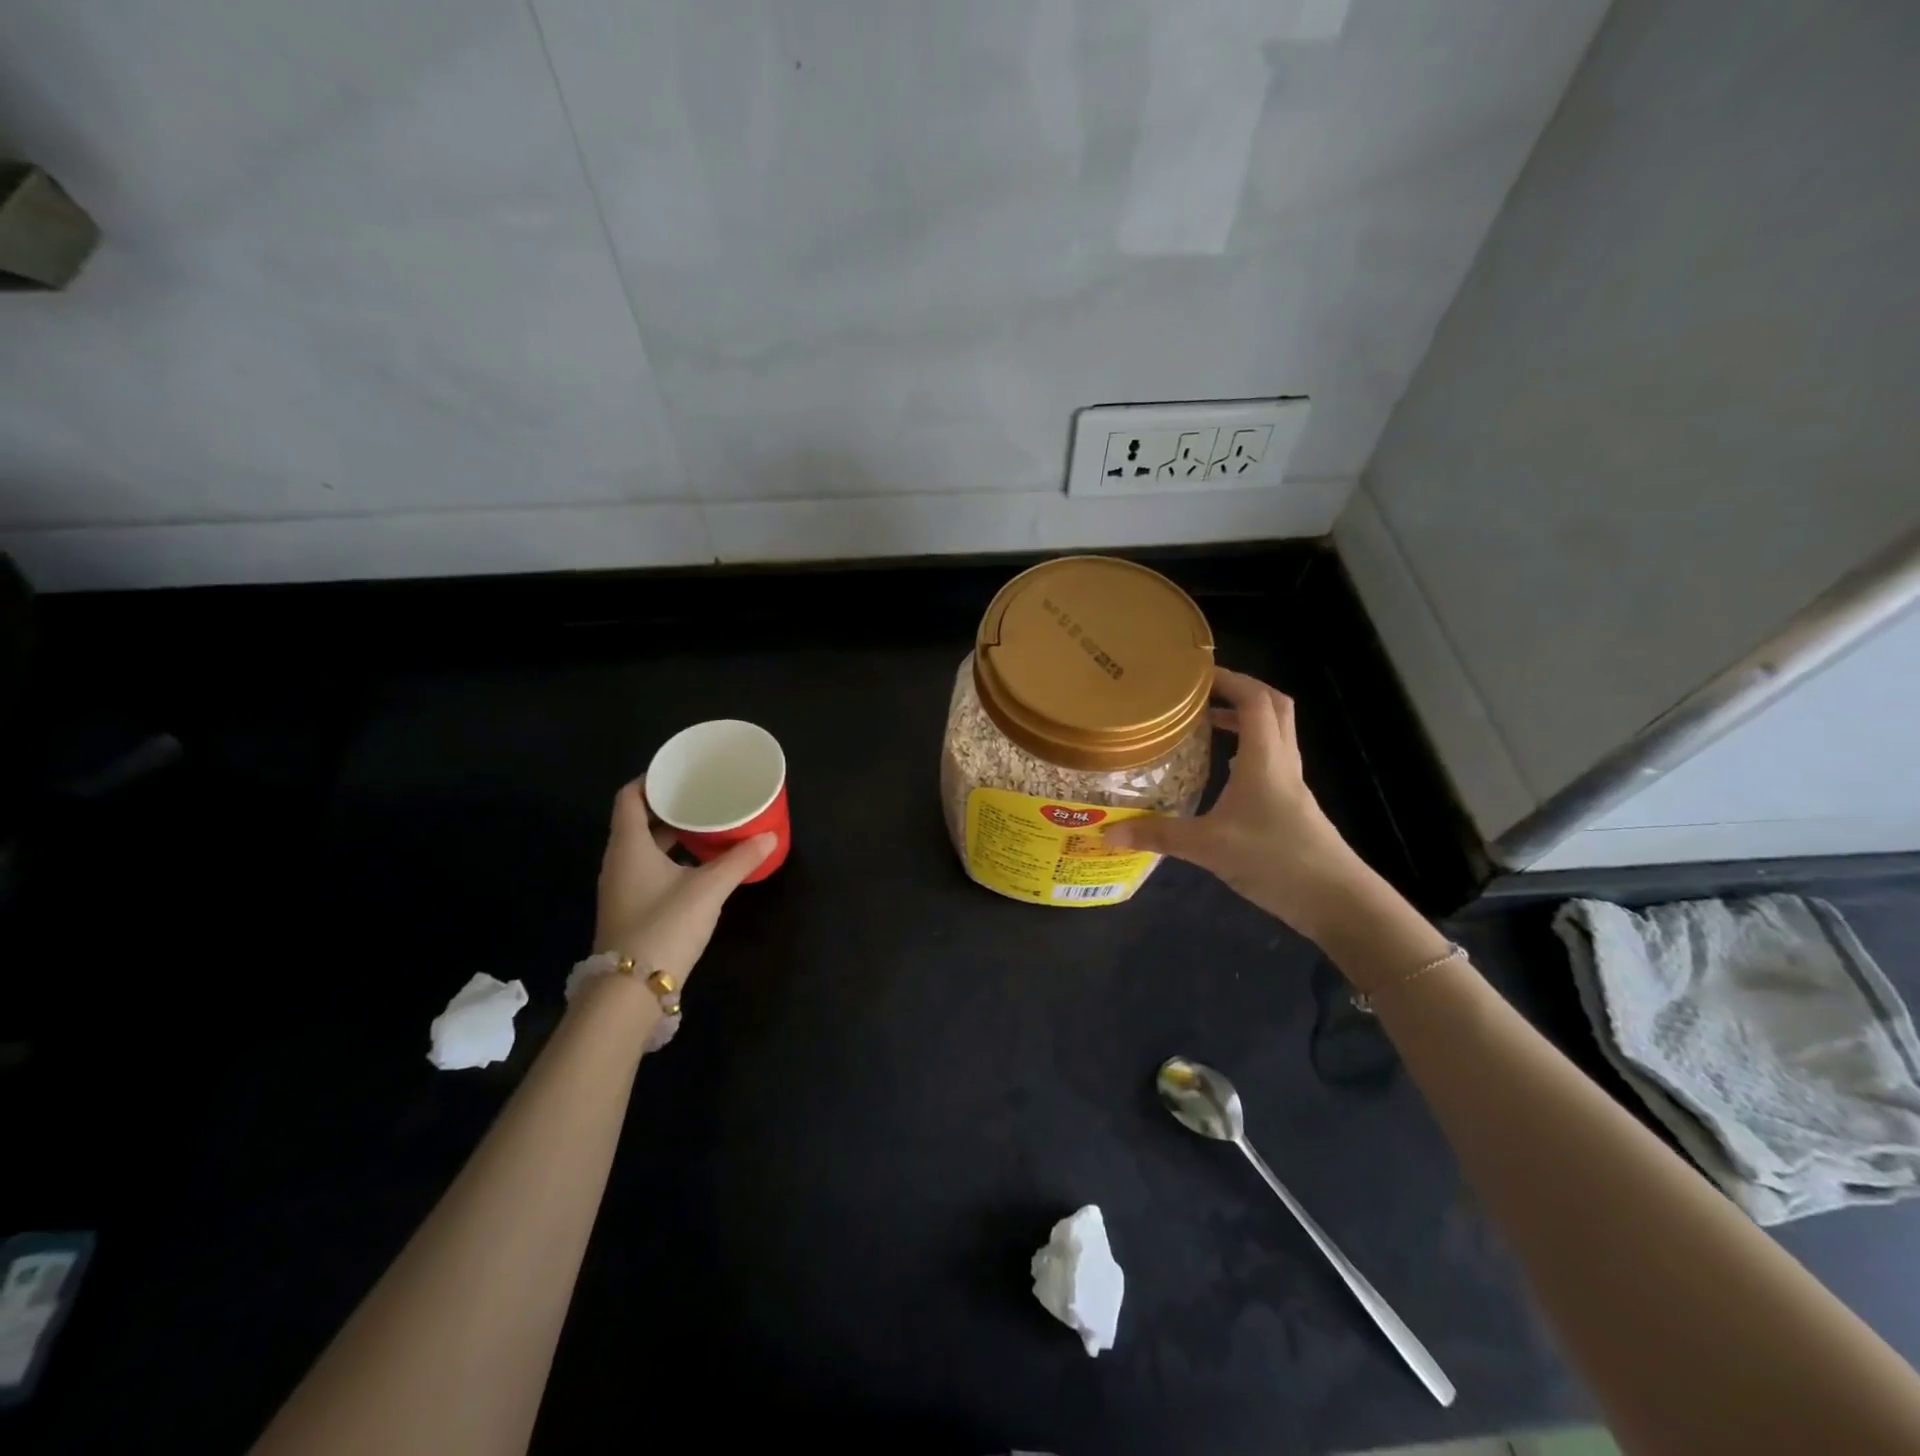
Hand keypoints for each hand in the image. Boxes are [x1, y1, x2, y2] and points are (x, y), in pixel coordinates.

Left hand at [592, 780, 774, 986]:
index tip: (680, 771)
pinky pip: (648, 868)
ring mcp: (622, 887)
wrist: (630, 992)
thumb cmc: (664, 926)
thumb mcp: (708, 889)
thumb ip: (739, 861)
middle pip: (638, 820)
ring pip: (645, 847)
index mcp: (629, 846)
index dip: (651, 779)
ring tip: (706, 824)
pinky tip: (698, 863)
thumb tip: (769, 837)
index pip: (629, 797)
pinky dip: (671, 857)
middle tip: (703, 795)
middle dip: (669, 806)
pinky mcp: (631, 908)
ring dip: (671, 833)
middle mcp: (619, 861)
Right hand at [1100, 668, 1369, 938]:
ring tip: (1206, 724)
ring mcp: (1292, 784)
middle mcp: (1282, 761)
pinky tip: (1224, 773)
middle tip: (1202, 693)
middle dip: (1241, 690)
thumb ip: (1158, 835)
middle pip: (1273, 707)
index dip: (1229, 679)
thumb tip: (1107, 832)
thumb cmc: (1274, 859)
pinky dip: (1249, 751)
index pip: (1254, 699)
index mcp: (1265, 757)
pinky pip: (1272, 760)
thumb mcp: (1208, 847)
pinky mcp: (1293, 806)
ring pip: (1275, 733)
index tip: (1195, 675)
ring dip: (1246, 719)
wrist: (1335, 900)